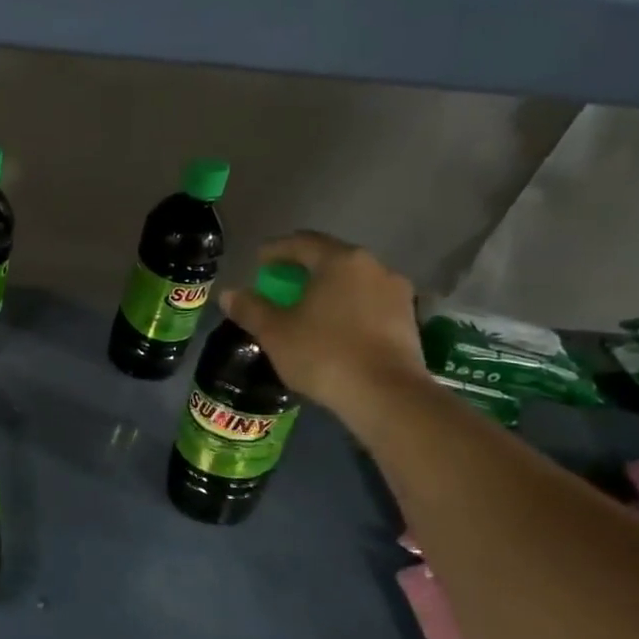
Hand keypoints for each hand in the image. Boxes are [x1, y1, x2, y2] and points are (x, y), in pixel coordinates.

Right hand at [218, 231, 427, 420]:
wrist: (386, 396)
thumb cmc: (324, 354)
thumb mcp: (275, 332)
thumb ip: (250, 308)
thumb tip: (229, 294)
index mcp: (340, 261)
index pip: (302, 243)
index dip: (276, 250)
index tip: (258, 262)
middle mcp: (374, 267)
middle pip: (330, 260)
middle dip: (302, 271)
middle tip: (279, 286)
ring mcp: (397, 294)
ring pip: (352, 283)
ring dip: (327, 291)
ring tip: (306, 310)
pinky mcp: (408, 321)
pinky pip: (368, 304)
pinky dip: (346, 309)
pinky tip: (332, 329)